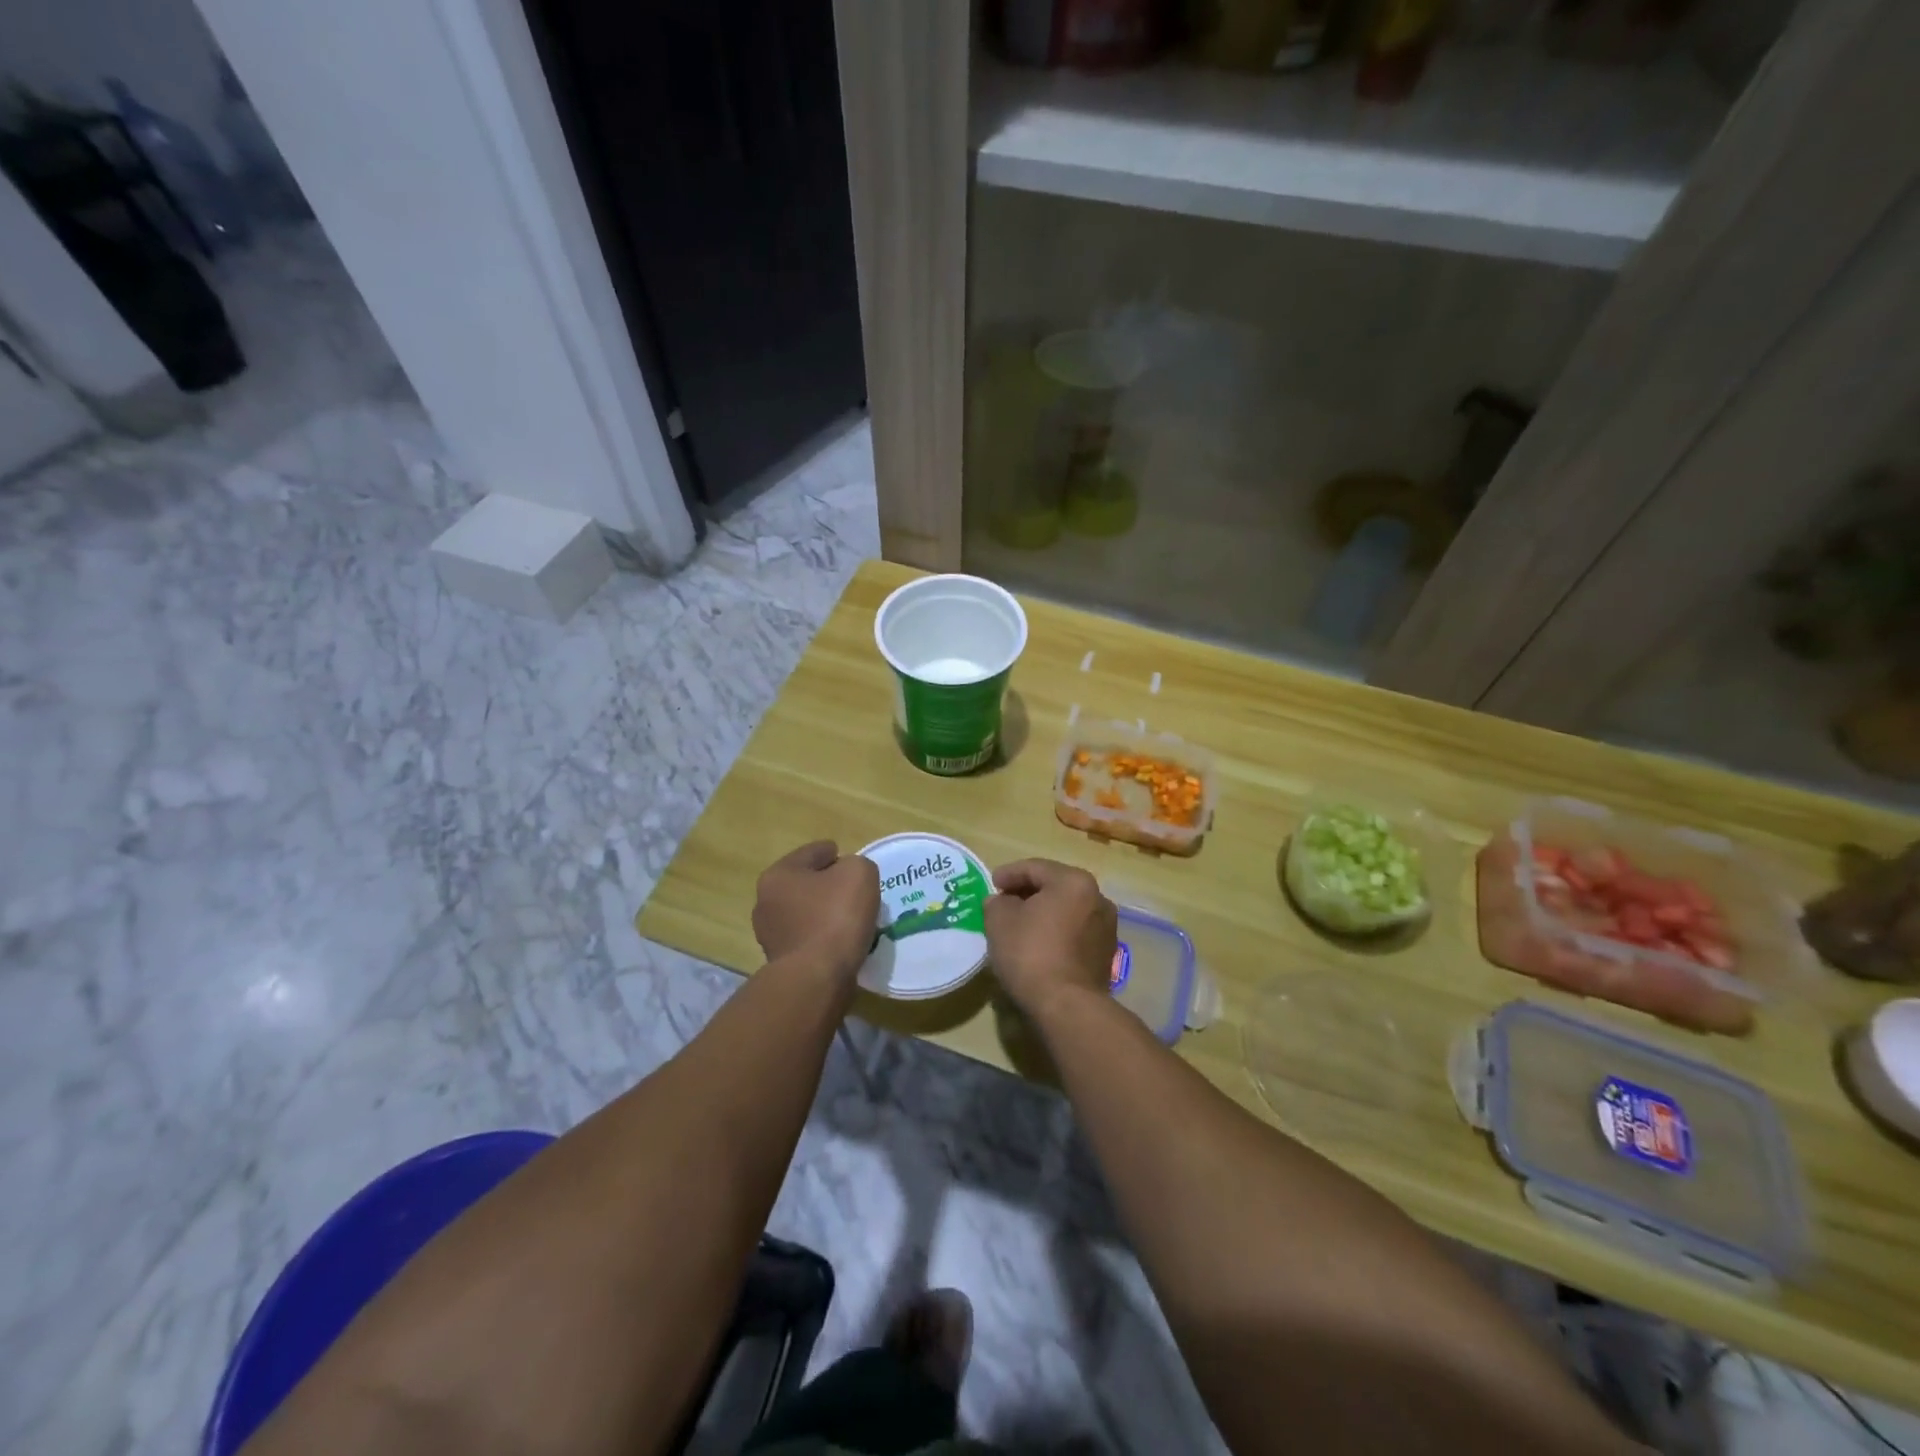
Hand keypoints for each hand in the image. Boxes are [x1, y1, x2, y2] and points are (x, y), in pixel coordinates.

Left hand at [752, 840, 879, 982]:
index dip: (833, 852)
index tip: (849, 860)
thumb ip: (856, 864)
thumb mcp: (859, 873)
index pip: (812, 853)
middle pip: (805, 883)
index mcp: (778, 874)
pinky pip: (808, 938)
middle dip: (827, 884)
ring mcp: (770, 934)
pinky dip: (823, 936)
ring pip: (805, 912)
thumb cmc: (835, 917)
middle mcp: (766, 902)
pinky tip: (841, 940)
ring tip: (851, 918)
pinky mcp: (781, 962)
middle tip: (854, 891)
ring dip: (824, 912)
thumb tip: (848, 877)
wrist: (817, 978)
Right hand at [984, 858, 1116, 1022]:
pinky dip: (1057, 932)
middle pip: (1055, 887)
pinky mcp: (1106, 953)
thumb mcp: (999, 921)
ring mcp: (1106, 927)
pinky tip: (1039, 945)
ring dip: (1044, 913)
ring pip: (1067, 910)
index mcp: (1074, 881)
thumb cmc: (1031, 953)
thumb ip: (997, 902)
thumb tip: (1002, 902)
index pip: (1035, 868)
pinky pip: (1075, 932)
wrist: (1067, 1006)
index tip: (992, 884)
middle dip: (1028, 893)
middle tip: (1003, 902)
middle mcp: (1097, 898)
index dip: (1009, 874)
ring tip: (1020, 925)